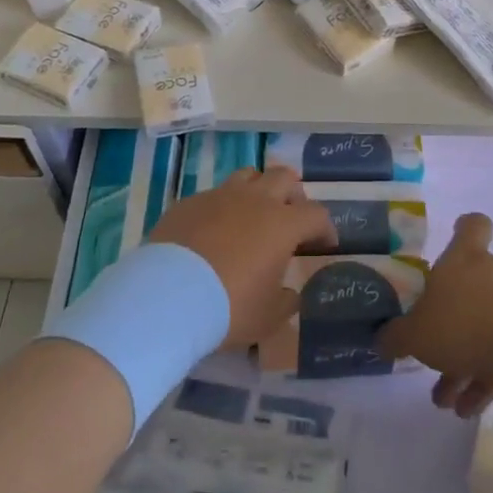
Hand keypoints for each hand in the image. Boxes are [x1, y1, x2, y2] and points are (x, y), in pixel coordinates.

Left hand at [148, 166, 334, 347]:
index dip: (325, 227)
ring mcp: (219, 196)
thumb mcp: (268, 317)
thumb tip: (289, 294)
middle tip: (291, 217)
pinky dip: (222, 207)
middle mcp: (255, 200)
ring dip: (258, 189)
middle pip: (284, 177)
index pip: (316, 214)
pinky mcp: (189, 202)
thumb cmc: (229, 307)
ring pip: (248, 175)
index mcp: (282, 224)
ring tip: (253, 213)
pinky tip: (214, 230)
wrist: (168, 295)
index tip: (324, 244)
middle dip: (293, 194)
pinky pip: (214, 195)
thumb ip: (286, 301)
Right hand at [379, 213, 492, 417]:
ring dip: (460, 360)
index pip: (472, 225)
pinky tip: (464, 409)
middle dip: (447, 320)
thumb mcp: (413, 334)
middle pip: (469, 285)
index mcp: (463, 258)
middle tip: (429, 345)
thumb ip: (394, 337)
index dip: (464, 228)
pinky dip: (481, 378)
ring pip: (480, 327)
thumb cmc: (461, 324)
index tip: (455, 237)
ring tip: (442, 397)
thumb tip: (381, 339)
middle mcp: (490, 274)